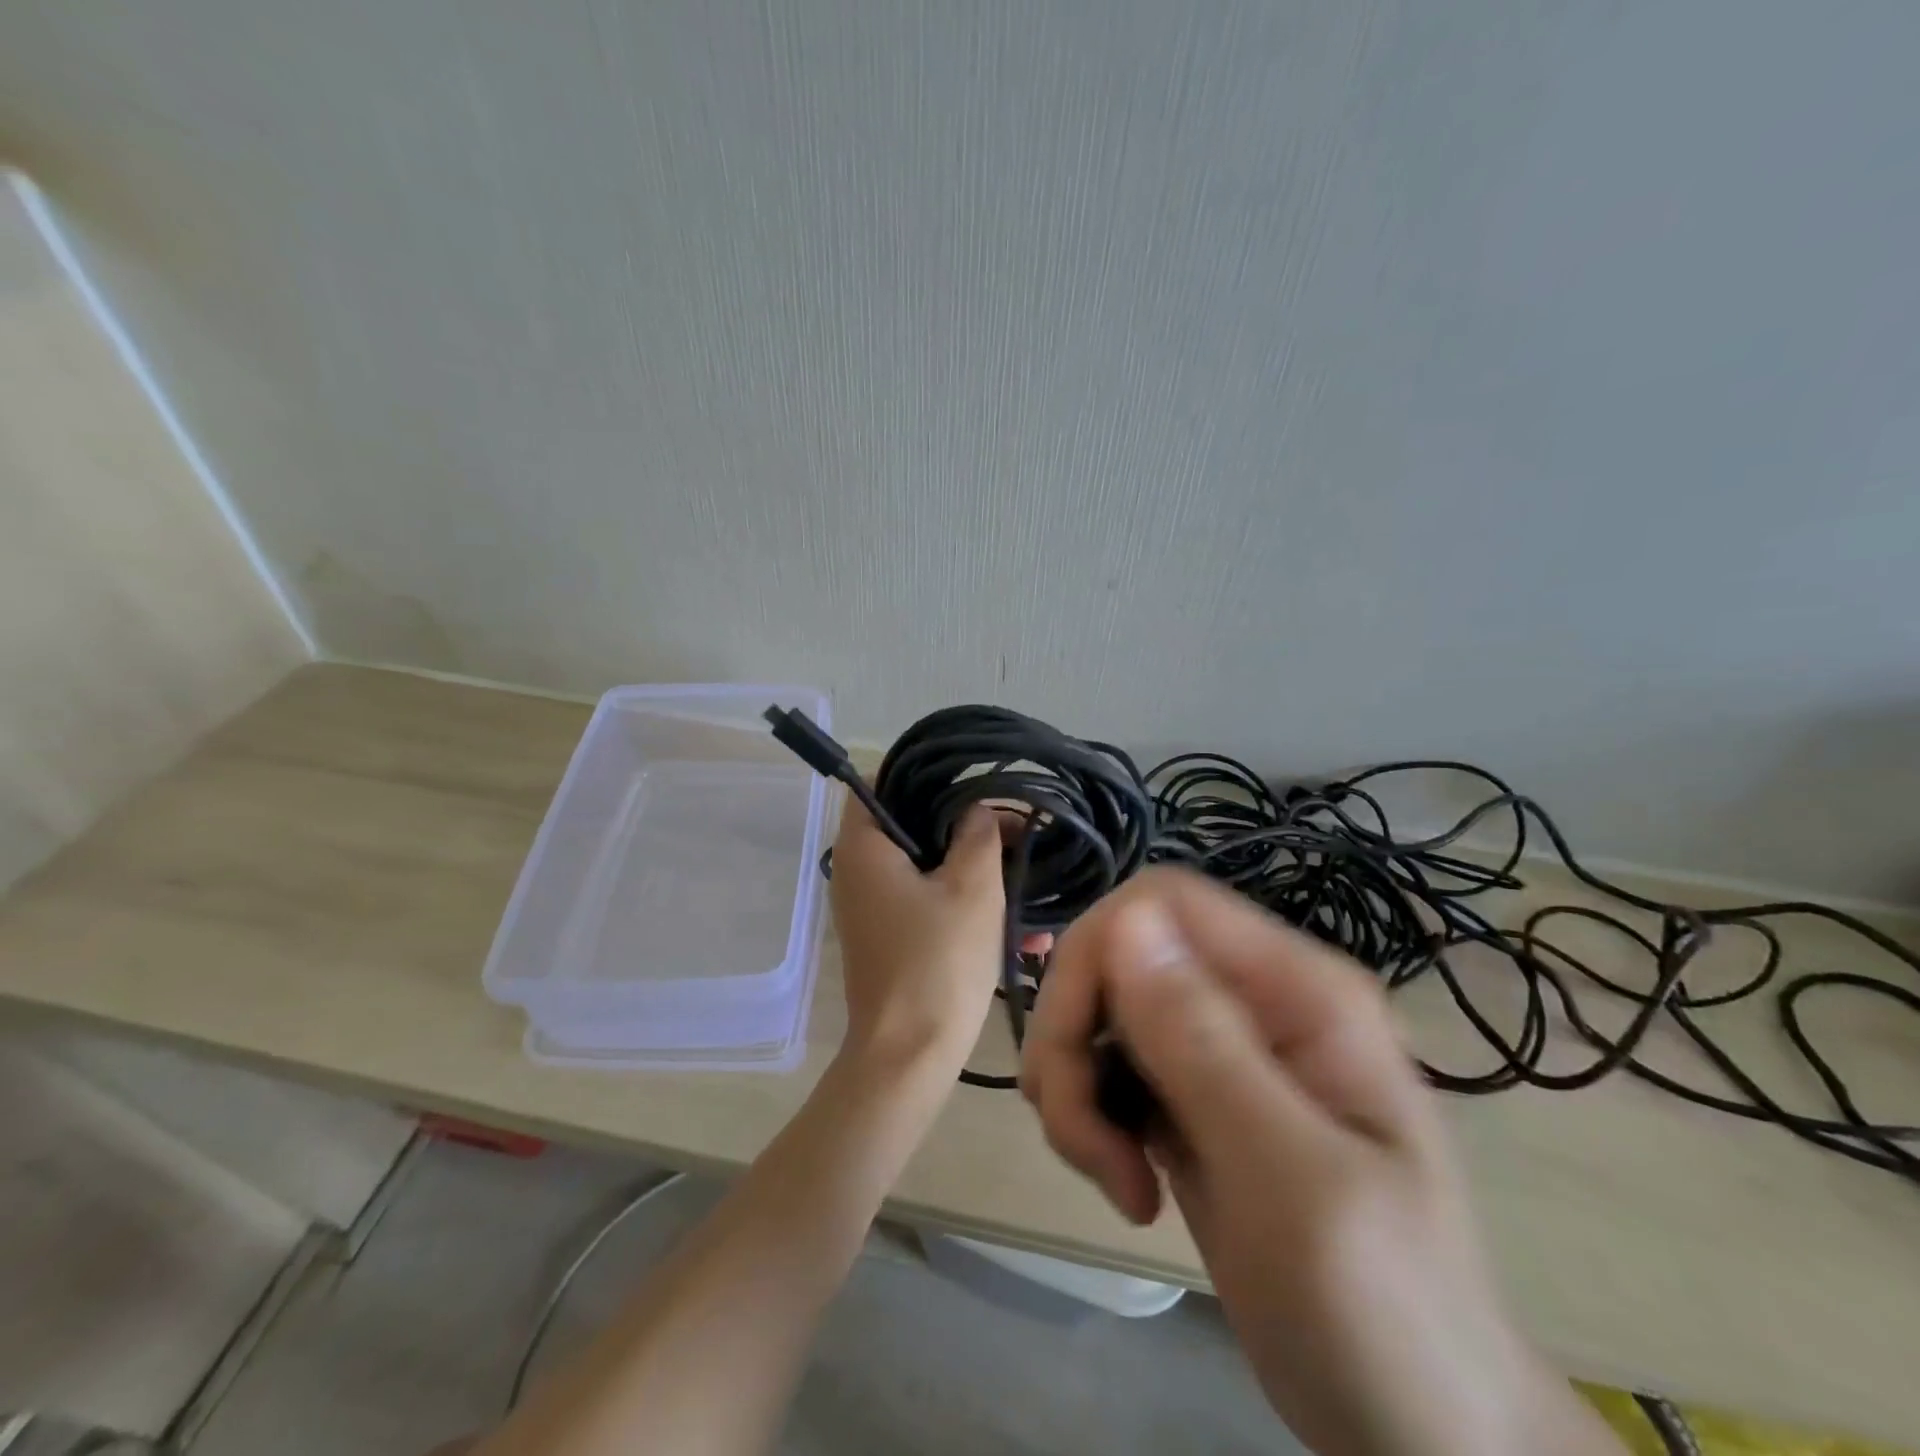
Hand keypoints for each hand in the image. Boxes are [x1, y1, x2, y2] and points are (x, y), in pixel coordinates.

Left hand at [828, 797, 1014, 1067]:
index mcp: (864, 846)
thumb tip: (979, 809)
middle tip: (1015, 829)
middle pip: (912, 824)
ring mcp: (873, 907)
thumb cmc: (938, 961)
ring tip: (1031, 878)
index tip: (972, 782)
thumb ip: (979, 833)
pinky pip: (931, 904)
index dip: (926, 775)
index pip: (881, 781)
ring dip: (979, 873)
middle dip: (968, 827)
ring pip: (930, 868)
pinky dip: (968, 907)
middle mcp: (859, 870)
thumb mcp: (972, 887)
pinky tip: (1024, 933)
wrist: (910, 1057)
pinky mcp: (891, 937)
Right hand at [1021, 869, 1623, 1455]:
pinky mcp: (1191, 1097)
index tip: (1073, 1057)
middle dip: (1073, 1039)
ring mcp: (1221, 1048)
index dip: (1095, 955)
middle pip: (1116, 954)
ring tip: (1113, 1177)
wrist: (1427, 1438)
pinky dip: (1091, 1116)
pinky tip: (1126, 1184)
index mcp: (1296, 988)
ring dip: (1076, 1085)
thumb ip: (1204, 1044)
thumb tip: (1123, 920)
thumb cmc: (1385, 1316)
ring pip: (1101, 1011)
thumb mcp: (1292, 1181)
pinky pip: (1109, 1066)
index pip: (1161, 903)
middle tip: (1081, 1141)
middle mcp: (1253, 998)